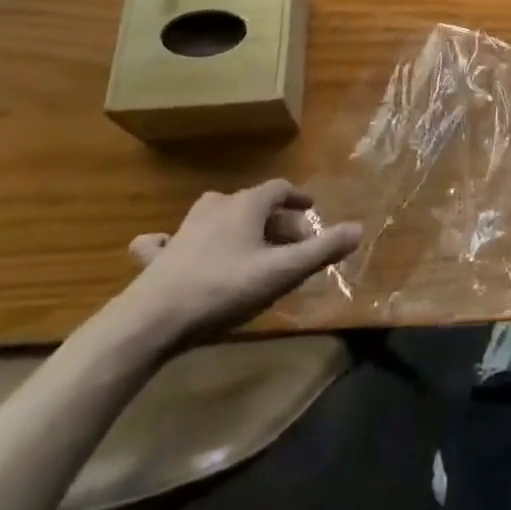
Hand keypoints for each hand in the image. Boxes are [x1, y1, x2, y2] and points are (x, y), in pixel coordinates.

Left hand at [112, 180, 360, 354]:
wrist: (152, 321)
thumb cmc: (224, 289)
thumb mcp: (282, 272)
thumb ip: (321, 250)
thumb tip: (358, 229)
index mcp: (247, 206)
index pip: (279, 188)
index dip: (298, 198)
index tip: (311, 211)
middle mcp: (216, 207)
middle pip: (251, 203)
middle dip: (273, 218)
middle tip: (289, 241)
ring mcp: (183, 230)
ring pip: (215, 216)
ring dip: (233, 224)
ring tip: (245, 244)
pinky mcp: (157, 257)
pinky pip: (166, 241)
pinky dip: (172, 241)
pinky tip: (162, 246)